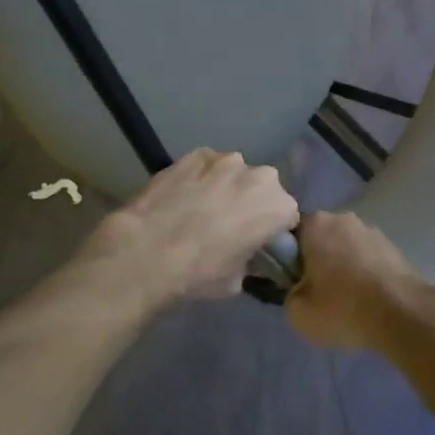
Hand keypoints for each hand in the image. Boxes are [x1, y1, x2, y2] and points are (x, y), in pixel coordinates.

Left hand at [82, 149, 299, 308]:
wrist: (148, 250)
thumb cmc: (200, 272)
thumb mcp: (237, 280)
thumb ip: (251, 261)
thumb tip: (246, 255)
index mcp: (279, 206)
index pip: (287, 216)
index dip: (273, 230)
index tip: (258, 242)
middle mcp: (260, 175)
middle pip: (263, 188)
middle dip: (252, 202)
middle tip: (230, 224)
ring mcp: (225, 160)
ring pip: (234, 172)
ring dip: (226, 186)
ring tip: (202, 207)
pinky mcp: (195, 154)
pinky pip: (206, 165)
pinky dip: (200, 177)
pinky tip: (183, 195)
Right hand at [285, 210, 434, 351]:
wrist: (403, 313)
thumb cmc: (343, 307)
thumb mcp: (298, 313)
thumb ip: (289, 295)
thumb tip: (299, 290)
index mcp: (315, 224)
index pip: (289, 234)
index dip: (285, 257)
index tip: (290, 280)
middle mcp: (342, 218)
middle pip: (319, 238)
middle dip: (315, 259)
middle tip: (315, 291)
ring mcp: (370, 230)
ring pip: (344, 247)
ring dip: (341, 265)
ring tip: (344, 298)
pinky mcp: (392, 246)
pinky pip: (366, 257)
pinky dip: (362, 272)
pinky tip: (365, 297)